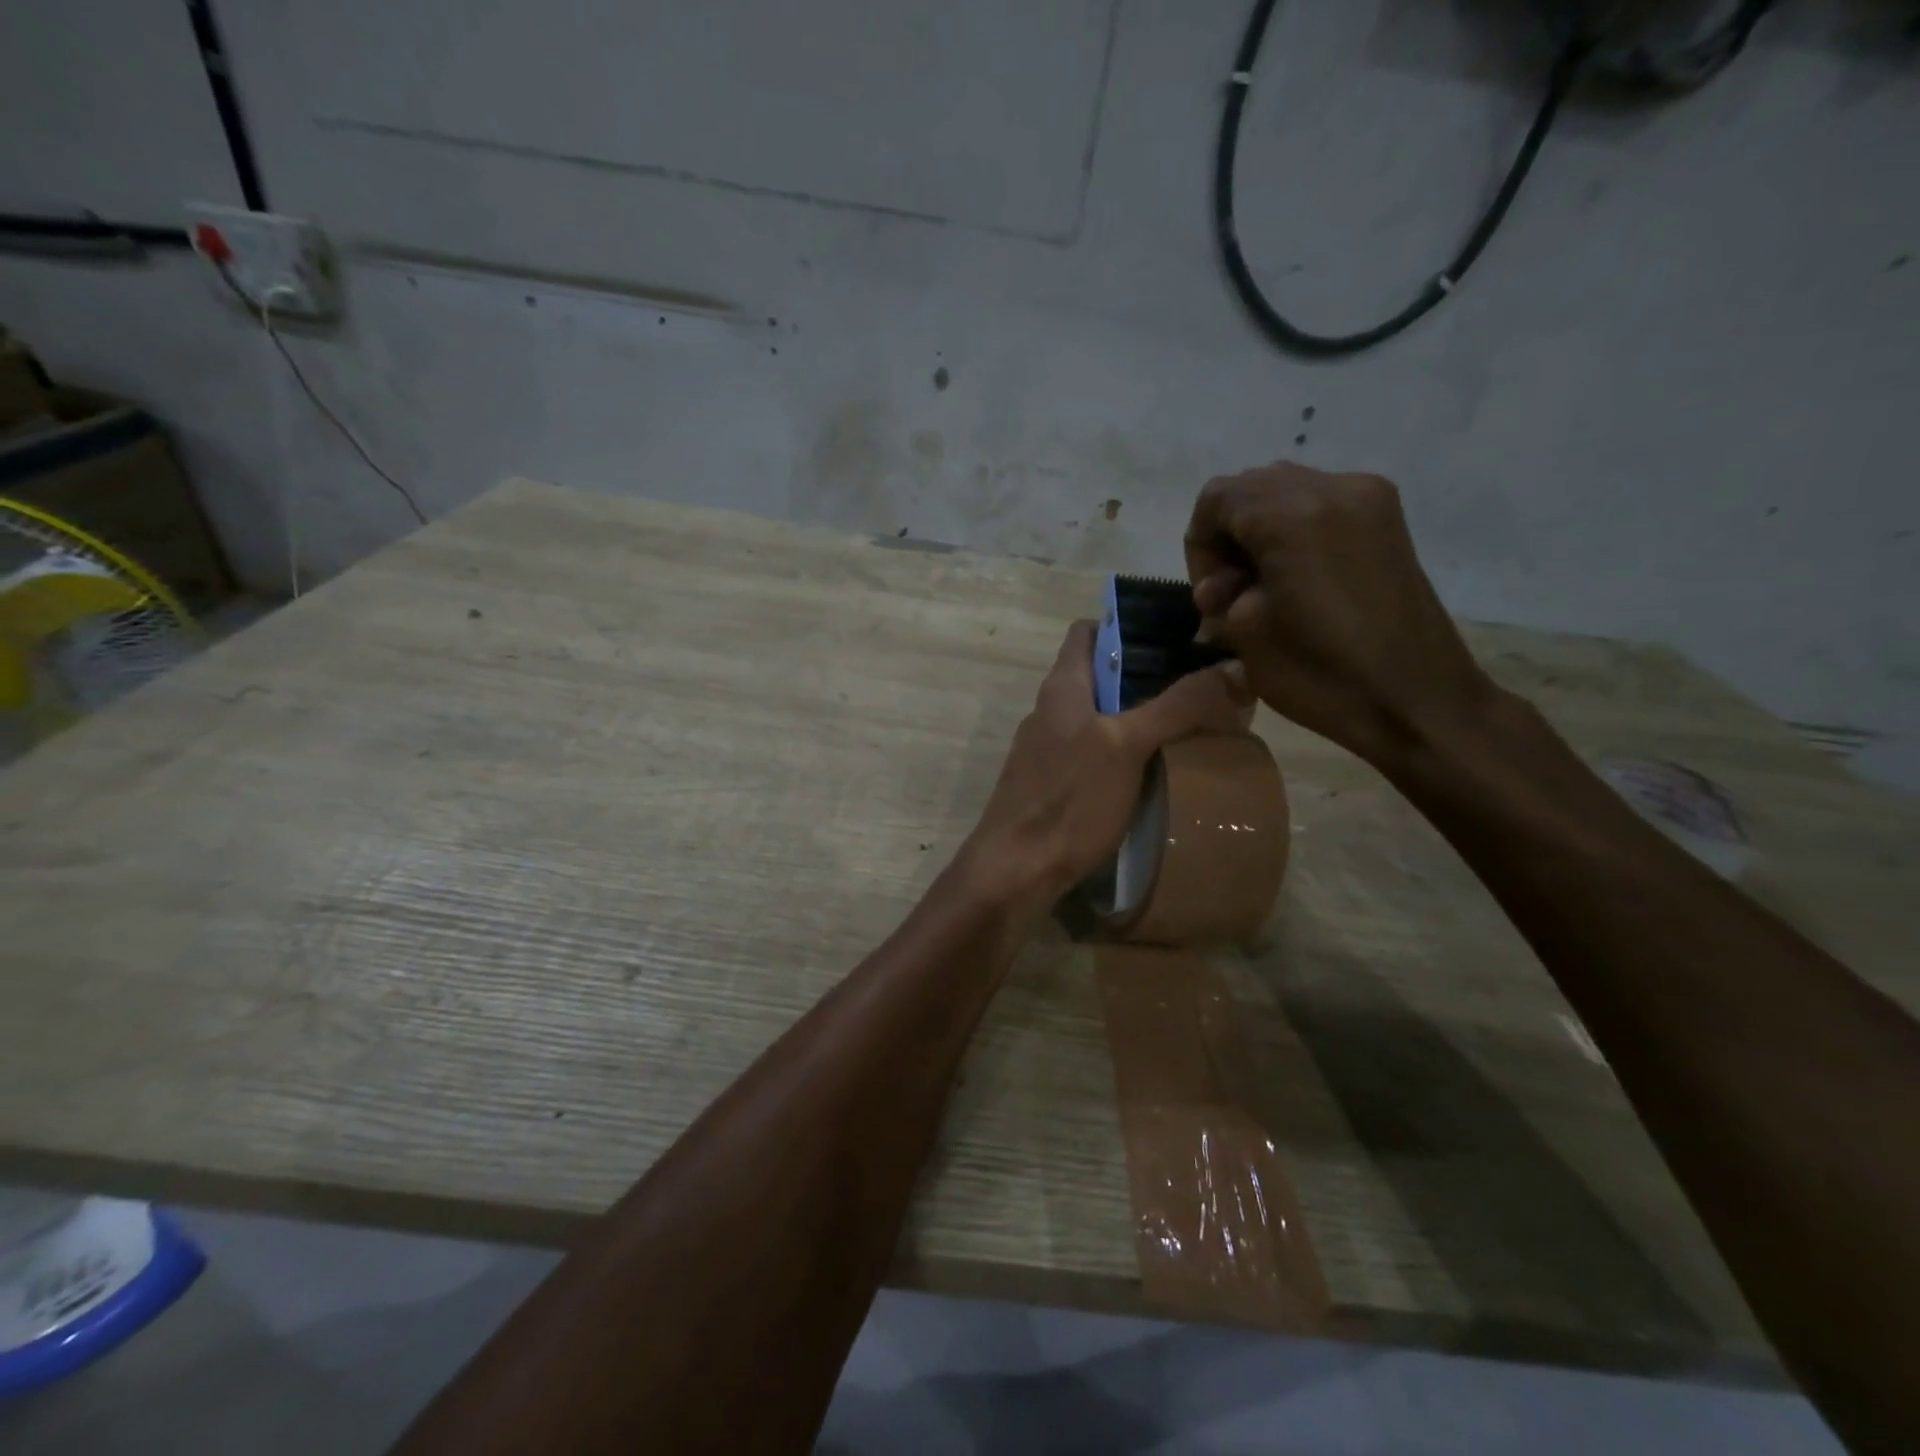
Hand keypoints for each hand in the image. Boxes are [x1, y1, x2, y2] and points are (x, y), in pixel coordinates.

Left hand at [958, 620, 1250, 919]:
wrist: (1015, 871)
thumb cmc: (1069, 800)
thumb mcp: (1127, 746)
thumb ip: (1177, 706)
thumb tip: (1232, 668)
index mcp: (1062, 686)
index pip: (1089, 630)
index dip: (1128, 625)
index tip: (1176, 636)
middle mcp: (1050, 709)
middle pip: (1101, 675)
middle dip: (1148, 676)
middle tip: (1201, 687)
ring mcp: (1047, 749)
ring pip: (1100, 716)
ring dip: (1139, 716)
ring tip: (1189, 728)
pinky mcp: (1052, 783)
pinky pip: (1094, 752)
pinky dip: (1124, 751)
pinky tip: (1154, 772)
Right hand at [1183, 461, 1495, 772]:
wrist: (1416, 700)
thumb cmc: (1321, 674)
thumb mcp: (1246, 632)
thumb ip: (1221, 591)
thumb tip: (1223, 586)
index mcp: (1291, 515)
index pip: (1217, 499)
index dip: (1199, 545)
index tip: (1211, 594)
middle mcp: (1332, 487)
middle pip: (1251, 487)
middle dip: (1228, 536)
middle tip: (1232, 592)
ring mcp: (1367, 498)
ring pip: (1285, 491)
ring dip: (1260, 533)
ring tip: (1263, 587)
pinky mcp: (1386, 518)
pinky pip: (1320, 504)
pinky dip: (1294, 532)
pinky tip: (1296, 577)